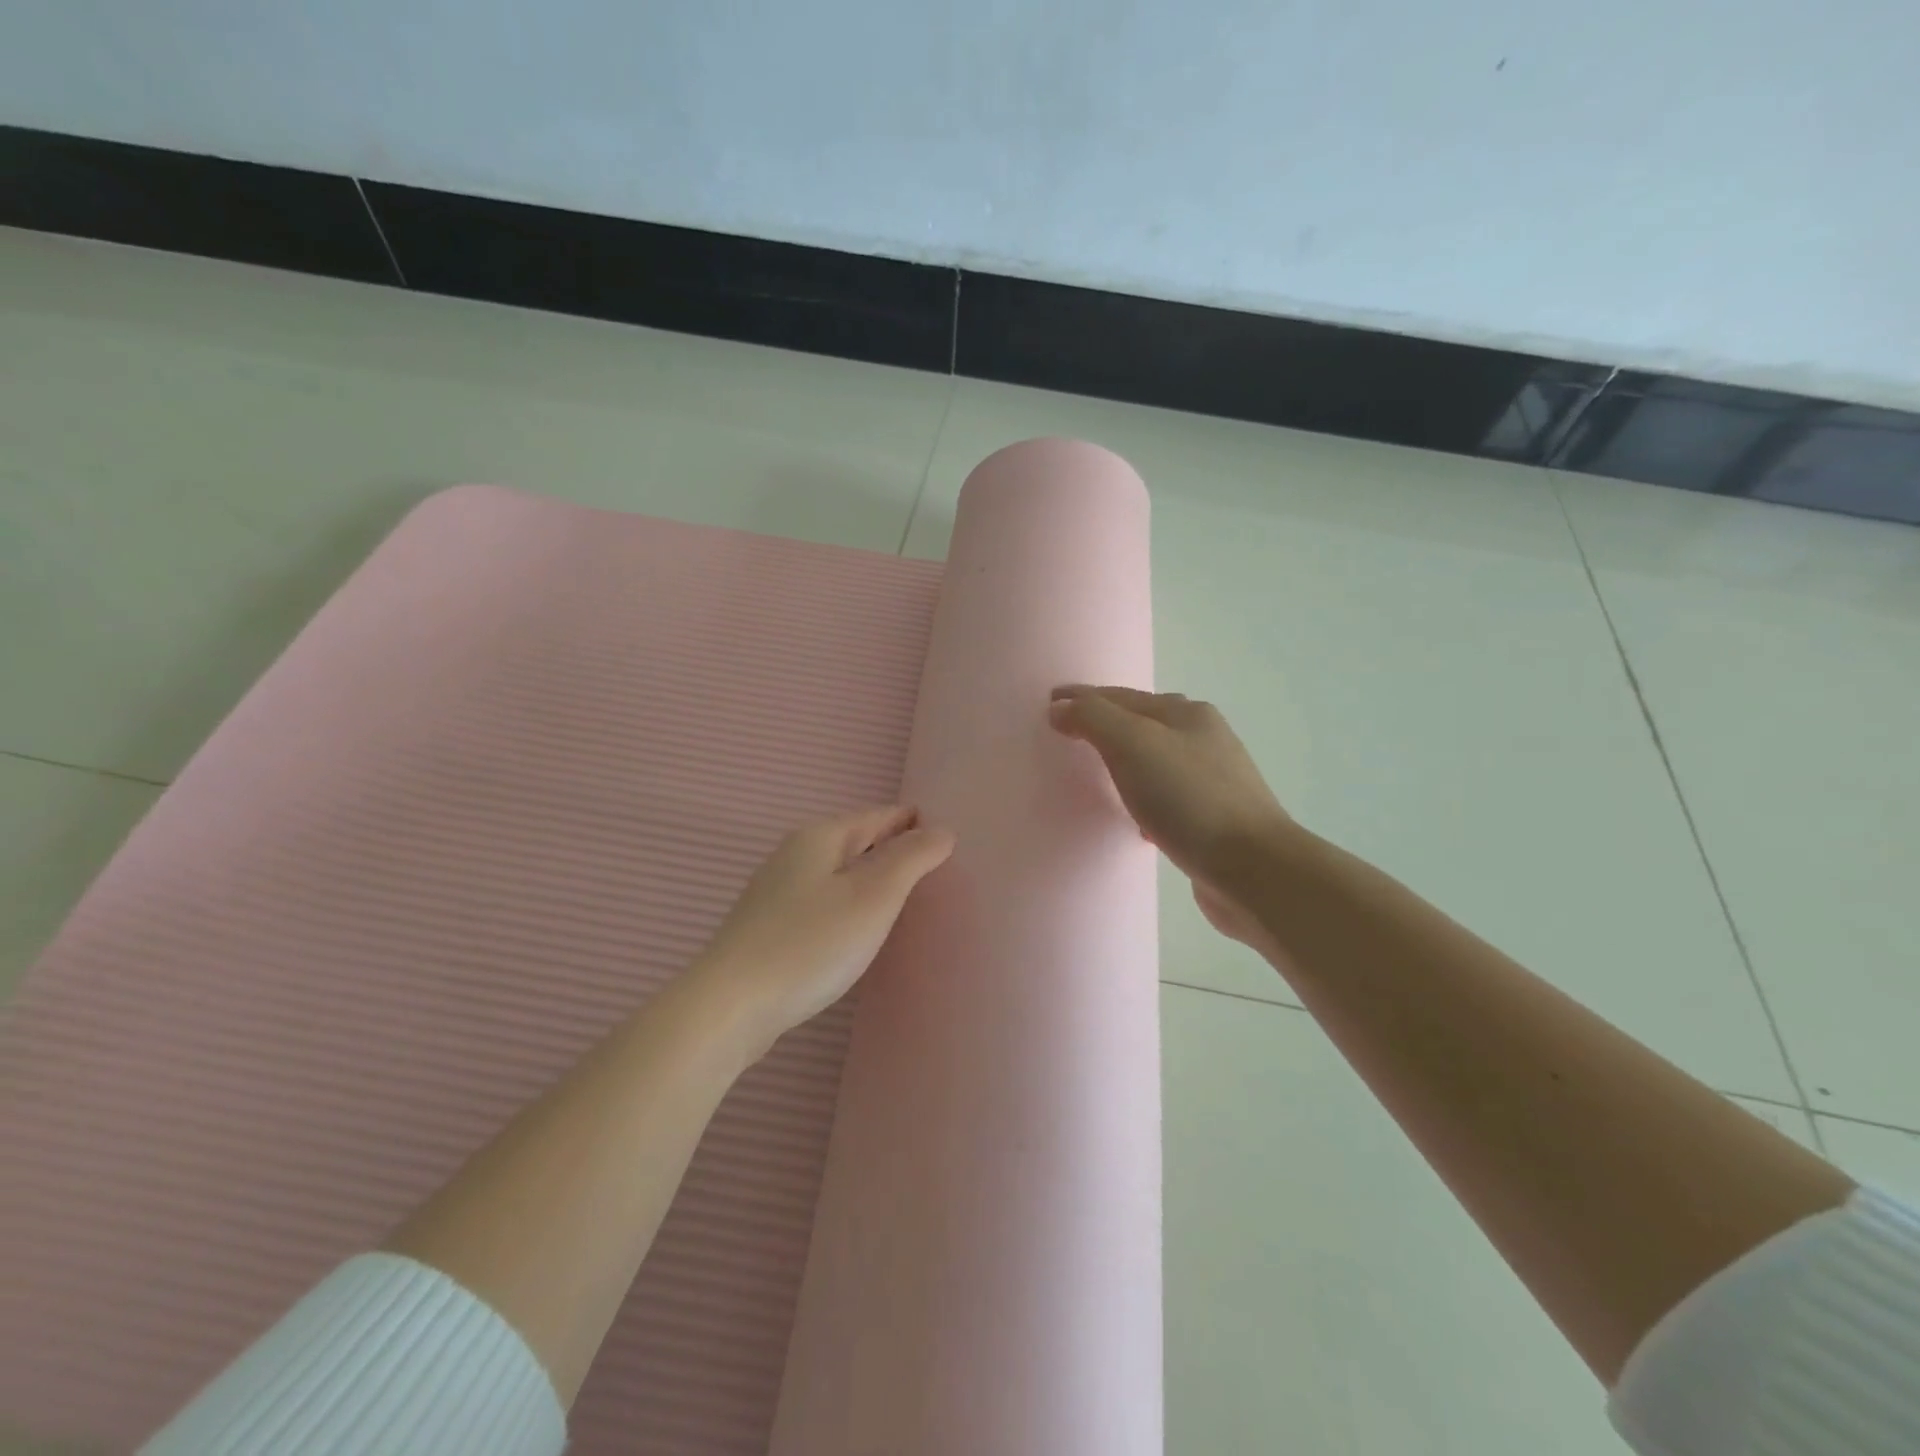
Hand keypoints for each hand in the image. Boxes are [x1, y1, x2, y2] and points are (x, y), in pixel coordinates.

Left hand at [689, 806, 954, 1051]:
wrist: (730, 1006)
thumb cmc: (811, 944)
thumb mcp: (873, 896)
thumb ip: (911, 859)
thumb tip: (941, 830)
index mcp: (820, 837)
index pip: (877, 815)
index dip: (912, 821)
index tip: (944, 831)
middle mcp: (794, 854)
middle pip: (854, 840)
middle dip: (891, 846)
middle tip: (932, 864)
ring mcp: (775, 891)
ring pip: (836, 872)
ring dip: (868, 876)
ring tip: (901, 895)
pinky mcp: (767, 927)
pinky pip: (821, 900)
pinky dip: (847, 902)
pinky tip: (856, 926)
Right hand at [1049, 685, 1288, 953]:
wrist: (1253, 868)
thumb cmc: (1189, 799)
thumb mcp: (1133, 745)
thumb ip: (1093, 719)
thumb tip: (1061, 707)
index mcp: (1187, 714)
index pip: (1122, 696)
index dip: (1083, 697)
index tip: (1049, 703)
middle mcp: (1204, 739)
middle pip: (1143, 723)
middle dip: (1106, 725)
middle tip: (1068, 735)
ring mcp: (1213, 780)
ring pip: (1156, 761)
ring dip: (1125, 763)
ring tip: (1096, 775)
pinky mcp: (1213, 820)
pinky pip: (1167, 799)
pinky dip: (1144, 799)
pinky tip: (1135, 820)